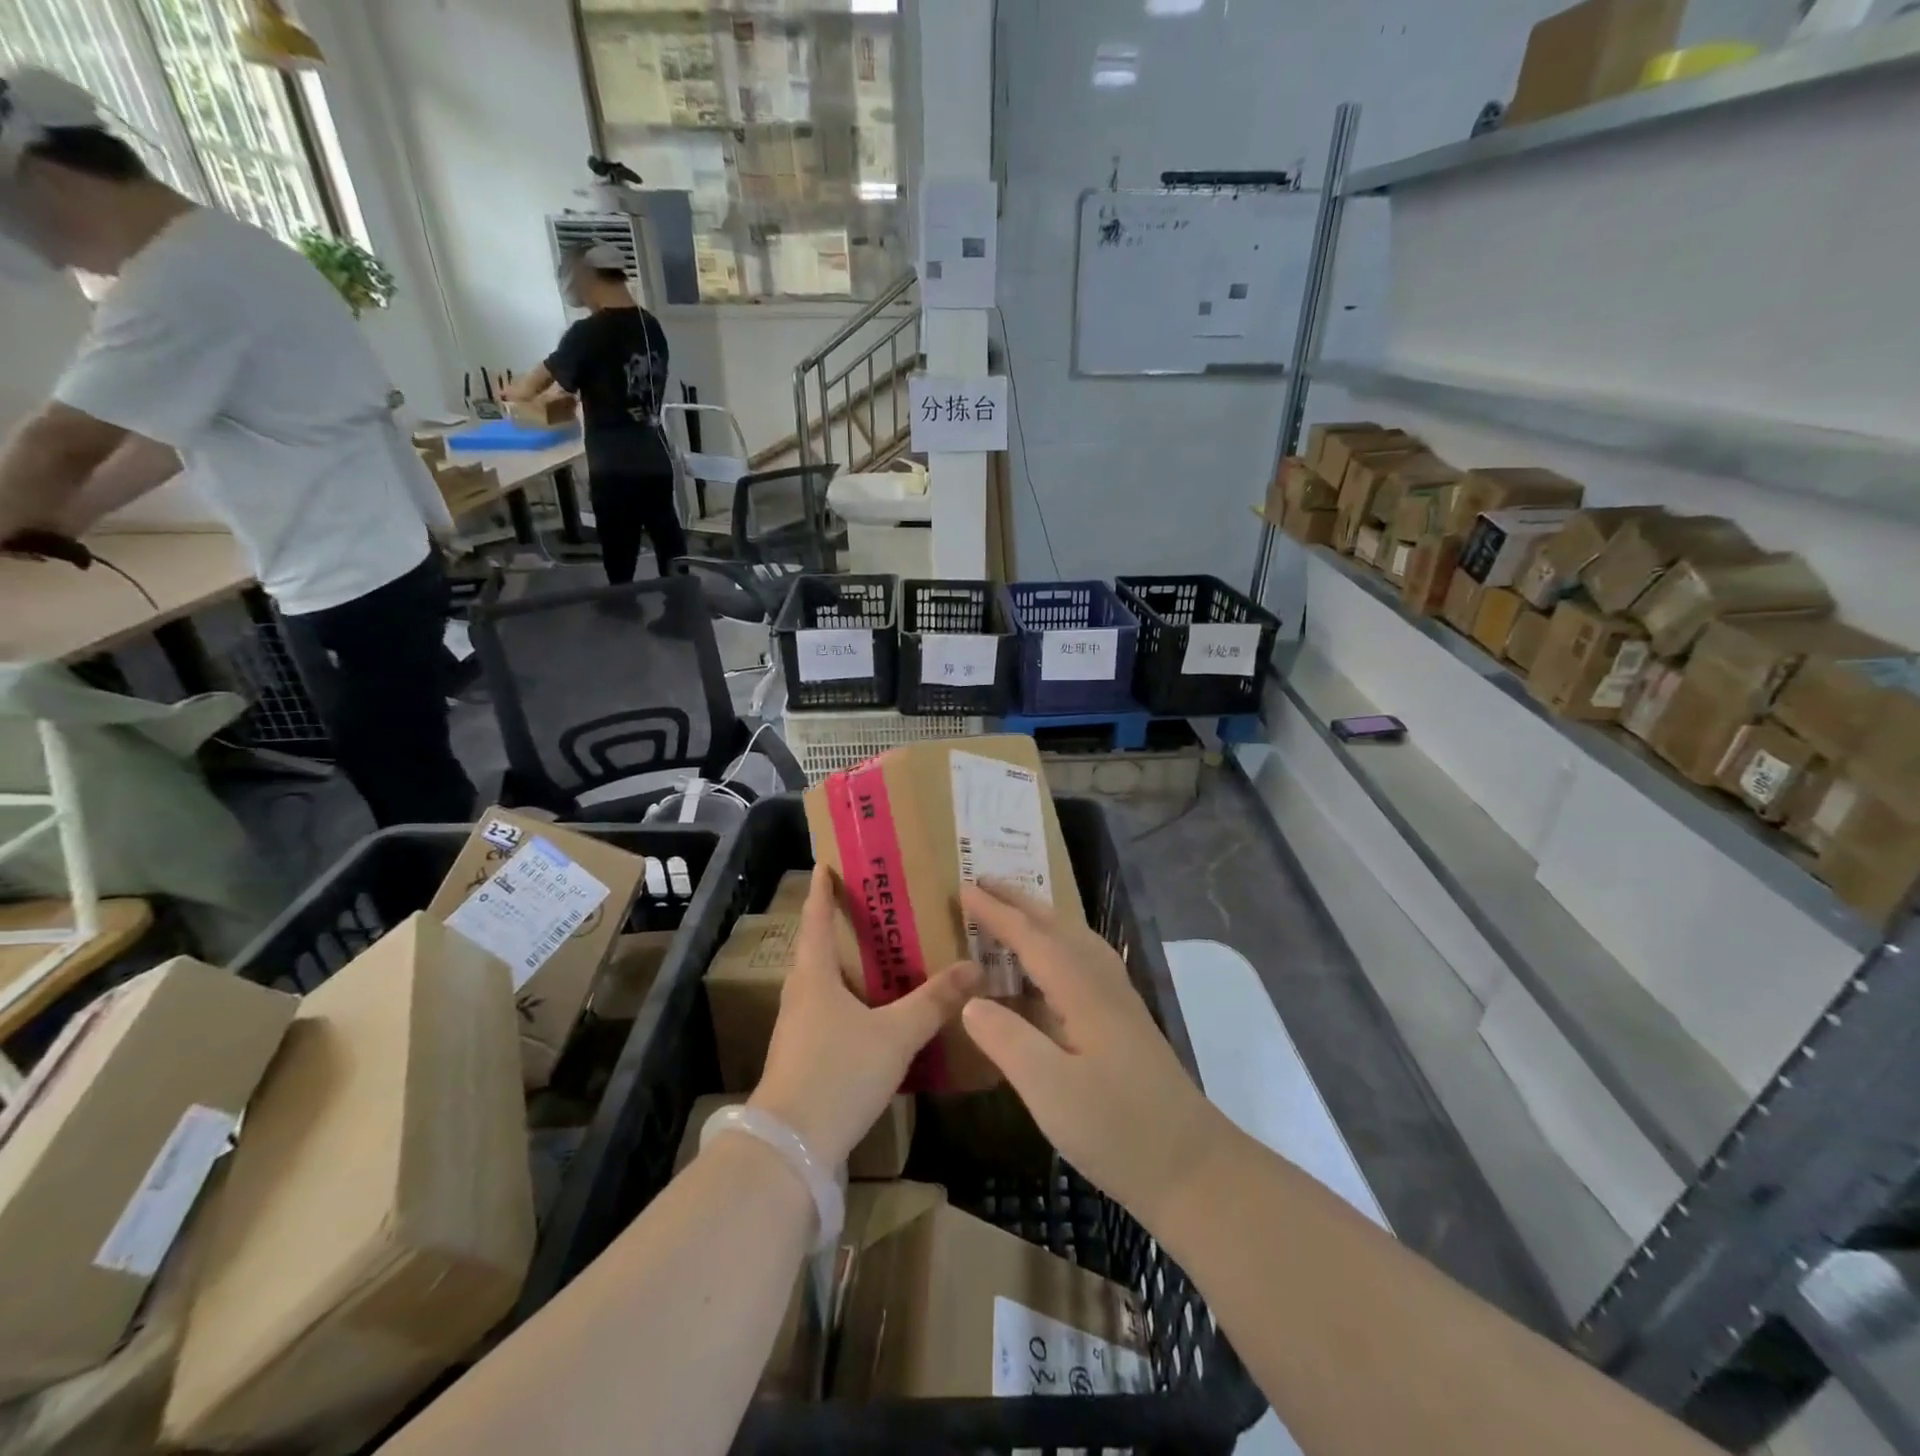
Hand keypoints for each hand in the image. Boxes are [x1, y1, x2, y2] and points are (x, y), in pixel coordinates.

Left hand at [750, 865, 980, 1166]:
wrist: (791, 1147)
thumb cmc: (838, 1073)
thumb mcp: (895, 1035)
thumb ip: (934, 1002)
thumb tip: (974, 968)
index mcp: (814, 976)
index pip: (816, 919)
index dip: (822, 891)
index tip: (826, 865)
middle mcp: (800, 994)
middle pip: (816, 949)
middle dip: (837, 926)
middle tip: (870, 908)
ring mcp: (797, 1028)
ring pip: (821, 983)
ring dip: (843, 965)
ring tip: (877, 956)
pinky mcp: (801, 1056)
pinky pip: (826, 1011)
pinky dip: (847, 998)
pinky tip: (871, 1011)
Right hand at [958, 882, 1228, 1229]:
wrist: (1194, 1169)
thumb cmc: (1118, 1130)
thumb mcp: (1050, 1090)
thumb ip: (1007, 1040)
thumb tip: (971, 1001)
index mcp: (1083, 991)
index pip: (1032, 938)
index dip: (997, 913)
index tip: (964, 888)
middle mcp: (1103, 984)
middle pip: (1058, 928)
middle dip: (1020, 902)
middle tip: (984, 882)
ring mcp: (1119, 1003)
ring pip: (1076, 941)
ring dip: (1042, 919)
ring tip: (1014, 911)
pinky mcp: (1125, 1023)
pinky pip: (1084, 962)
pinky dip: (1059, 946)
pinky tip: (1052, 967)